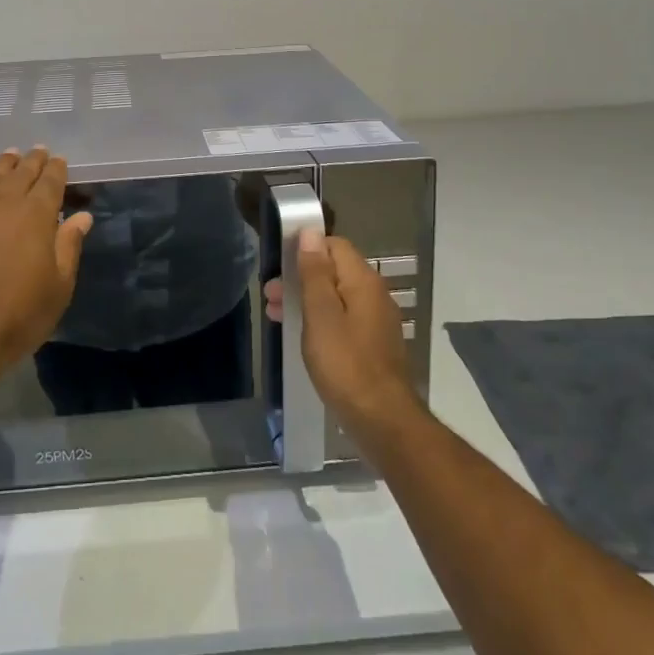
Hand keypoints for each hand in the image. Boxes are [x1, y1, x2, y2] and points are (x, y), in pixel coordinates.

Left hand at [0, 147, 92, 398]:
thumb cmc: (18, 316)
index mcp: (37, 215)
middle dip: (33, 161)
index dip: (57, 169)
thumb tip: (82, 216)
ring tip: (12, 155)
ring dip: (4, 162)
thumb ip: (68, 246)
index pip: (51, 181)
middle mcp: (5, 202)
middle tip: (39, 151)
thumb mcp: (58, 287)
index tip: (60, 161)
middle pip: (22, 172)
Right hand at [263, 230, 417, 438]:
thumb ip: (315, 273)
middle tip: (270, 295)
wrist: (383, 421)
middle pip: (334, 271)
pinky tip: (301, 335)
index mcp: (363, 281)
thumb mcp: (321, 314)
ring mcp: (376, 321)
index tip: (279, 265)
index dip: (306, 249)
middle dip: (300, 277)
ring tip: (276, 315)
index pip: (334, 245)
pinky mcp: (373, 345)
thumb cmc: (345, 363)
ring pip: (336, 297)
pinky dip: (320, 320)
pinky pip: (342, 319)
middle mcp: (374, 295)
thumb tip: (310, 233)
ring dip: (306, 300)